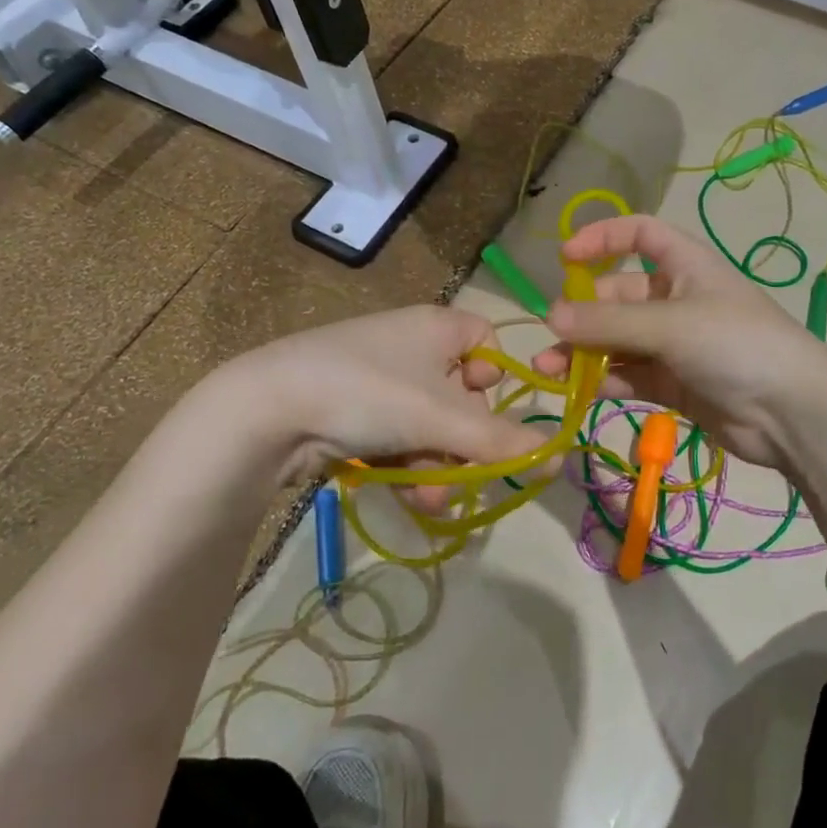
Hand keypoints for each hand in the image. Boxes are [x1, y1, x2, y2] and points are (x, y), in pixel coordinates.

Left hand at [211, 306, 546, 505]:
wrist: (266, 409)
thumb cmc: (370, 392)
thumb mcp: (443, 418)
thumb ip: (503, 441)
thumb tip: (560, 458)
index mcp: (437, 326)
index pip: (487, 341)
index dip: (497, 378)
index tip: (490, 412)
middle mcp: (411, 345)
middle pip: (461, 395)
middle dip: (465, 444)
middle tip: (464, 476)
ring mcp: (378, 378)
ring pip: (430, 425)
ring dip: (439, 465)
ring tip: (430, 500)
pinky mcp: (351, 409)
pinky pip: (398, 436)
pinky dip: (408, 465)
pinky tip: (408, 496)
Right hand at [532, 215, 826, 470]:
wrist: (792, 413)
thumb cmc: (735, 344)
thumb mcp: (669, 324)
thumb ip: (608, 322)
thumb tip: (550, 317)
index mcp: (685, 265)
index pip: (639, 234)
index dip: (602, 238)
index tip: (565, 258)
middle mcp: (677, 298)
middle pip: (618, 294)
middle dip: (583, 312)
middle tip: (553, 334)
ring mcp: (675, 343)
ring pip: (618, 340)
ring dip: (584, 352)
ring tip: (548, 369)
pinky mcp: (673, 383)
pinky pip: (628, 373)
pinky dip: (603, 379)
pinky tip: (578, 391)